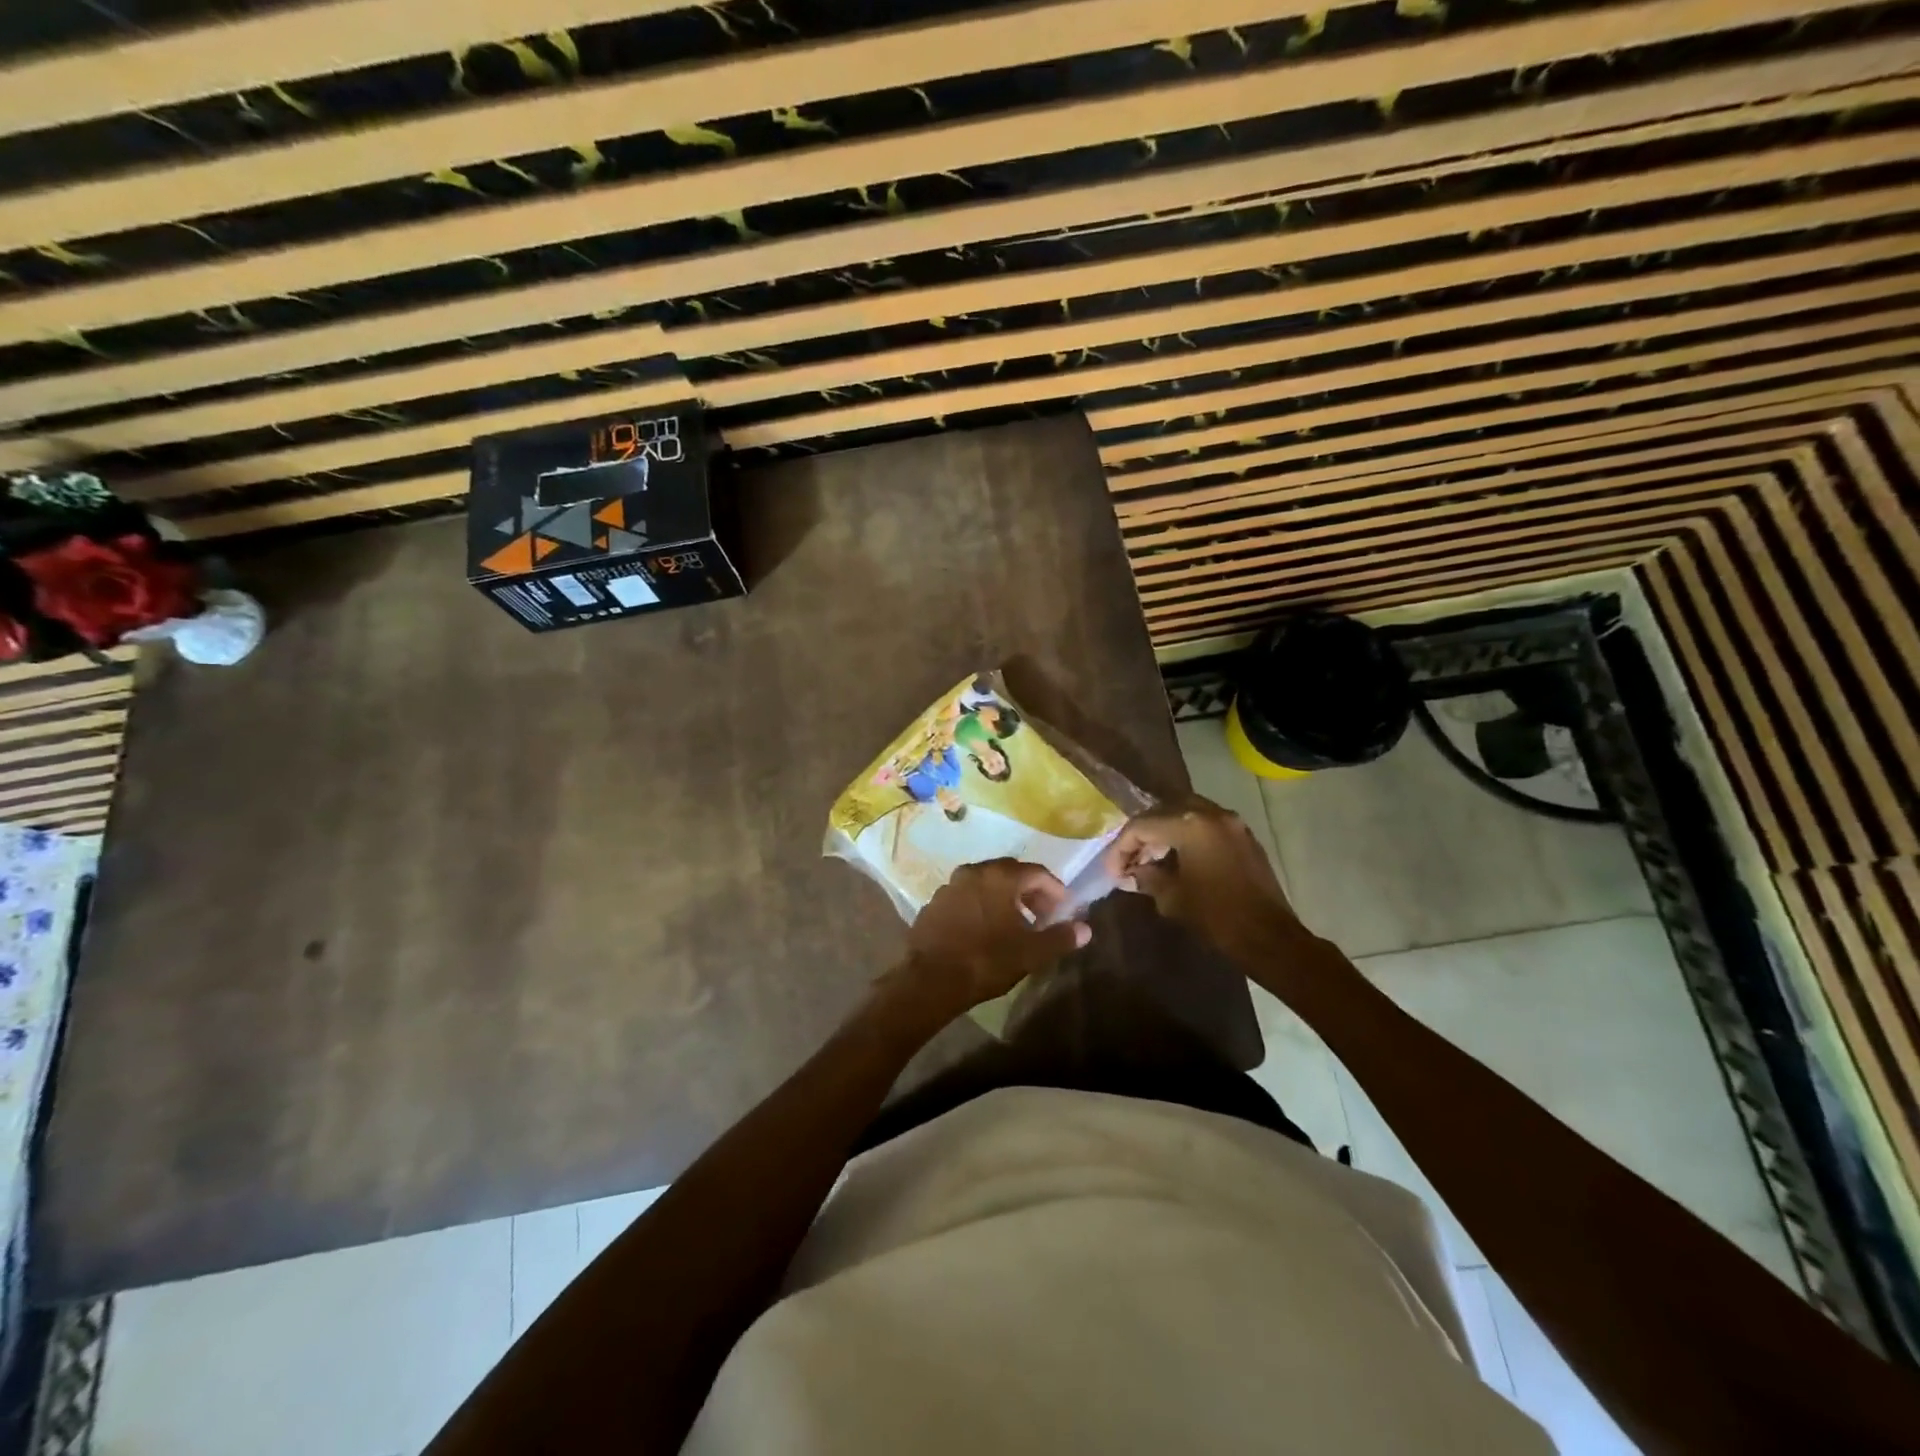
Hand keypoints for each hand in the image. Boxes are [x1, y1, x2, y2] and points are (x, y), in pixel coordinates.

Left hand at [887, 859, 1090, 1021]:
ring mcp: (950, 885)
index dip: (1054, 889)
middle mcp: (974, 871)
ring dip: (1004, 897)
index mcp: (1000, 876)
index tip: (1063, 908)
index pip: (1037, 872)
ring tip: (1014, 924)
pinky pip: (966, 896)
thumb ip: (1060, 938)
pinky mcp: (934, 902)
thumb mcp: (1030, 953)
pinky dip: (981, 904)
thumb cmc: (985, 960)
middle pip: (1010, 872)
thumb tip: (1085, 928)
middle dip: (1029, 891)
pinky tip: (985, 929)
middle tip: (1042, 915)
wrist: (929, 979)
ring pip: (986, 883)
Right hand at [1103, 797, 1305, 960]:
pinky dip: (1186, 834)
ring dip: (1164, 831)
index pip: (1142, 825)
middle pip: (1163, 811)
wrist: (1269, 936)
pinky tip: (1177, 858)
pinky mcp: (1243, 835)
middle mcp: (1211, 813)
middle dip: (1142, 834)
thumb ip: (1145, 877)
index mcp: (1190, 826)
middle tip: (1129, 859)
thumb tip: (1131, 873)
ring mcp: (1231, 822)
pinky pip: (1206, 823)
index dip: (1121, 847)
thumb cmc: (1216, 916)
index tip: (1113, 871)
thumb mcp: (1171, 897)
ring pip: (1186, 813)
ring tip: (1150, 858)